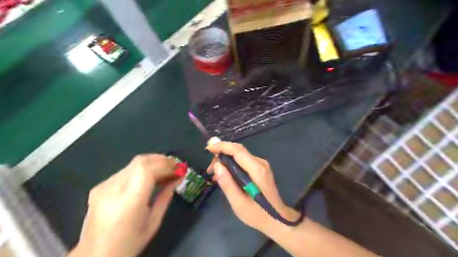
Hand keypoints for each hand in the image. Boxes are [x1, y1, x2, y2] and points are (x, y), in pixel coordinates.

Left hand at [69, 154, 180, 256]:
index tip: (179, 169)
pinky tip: (149, 177)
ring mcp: (104, 186)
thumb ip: (166, 196)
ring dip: (153, 163)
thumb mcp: (154, 222)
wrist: (95, 256)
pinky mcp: (100, 186)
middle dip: (162, 160)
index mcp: (128, 202)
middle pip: (140, 161)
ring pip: (134, 163)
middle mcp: (113, 189)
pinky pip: (126, 170)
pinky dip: (142, 169)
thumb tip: (179, 177)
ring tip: (165, 170)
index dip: (166, 165)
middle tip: (175, 166)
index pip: (147, 170)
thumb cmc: (129, 244)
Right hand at [206, 142, 298, 233]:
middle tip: (209, 169)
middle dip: (221, 154)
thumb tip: (217, 165)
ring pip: (240, 155)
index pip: (238, 150)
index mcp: (256, 170)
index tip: (208, 149)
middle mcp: (260, 163)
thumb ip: (227, 184)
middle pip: (238, 151)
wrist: (277, 219)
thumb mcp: (238, 203)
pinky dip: (232, 164)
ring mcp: (261, 165)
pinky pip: (243, 161)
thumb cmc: (257, 214)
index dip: (222, 146)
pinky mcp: (260, 168)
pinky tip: (225, 175)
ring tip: (214, 174)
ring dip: (225, 160)